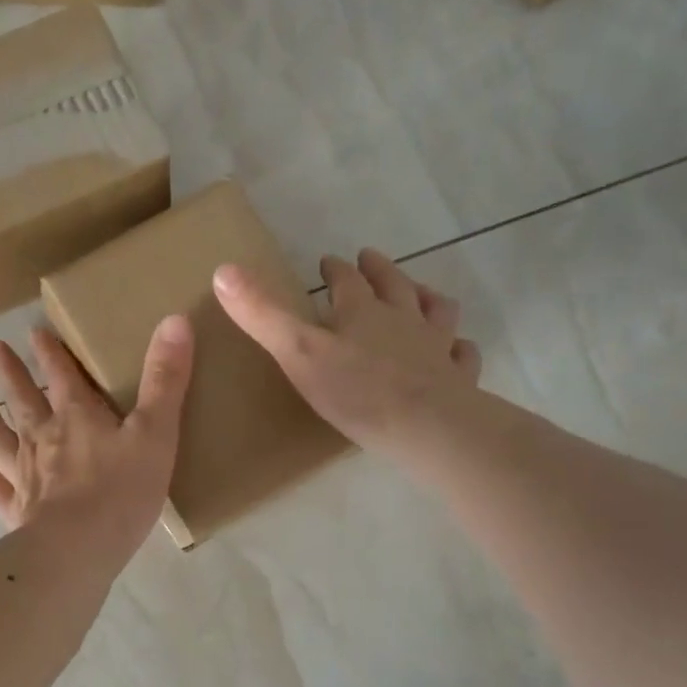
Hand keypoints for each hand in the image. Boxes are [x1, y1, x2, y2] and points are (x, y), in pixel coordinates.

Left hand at [0, 319, 194, 563]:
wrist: (79, 550)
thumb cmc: (122, 491)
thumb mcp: (156, 432)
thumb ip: (166, 379)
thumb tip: (176, 319)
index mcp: (78, 418)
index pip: (62, 376)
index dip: (50, 353)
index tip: (34, 332)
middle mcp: (44, 439)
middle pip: (23, 399)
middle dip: (10, 371)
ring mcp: (25, 475)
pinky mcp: (17, 511)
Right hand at [215, 248, 481, 458]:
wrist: (426, 426)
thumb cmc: (356, 391)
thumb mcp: (297, 352)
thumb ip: (262, 314)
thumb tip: (224, 270)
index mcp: (362, 312)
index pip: (346, 280)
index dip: (336, 269)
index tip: (329, 261)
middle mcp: (402, 319)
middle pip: (393, 285)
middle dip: (379, 270)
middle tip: (370, 259)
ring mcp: (435, 347)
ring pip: (435, 311)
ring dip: (425, 298)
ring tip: (420, 293)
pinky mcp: (457, 378)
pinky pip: (462, 355)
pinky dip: (459, 348)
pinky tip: (457, 349)